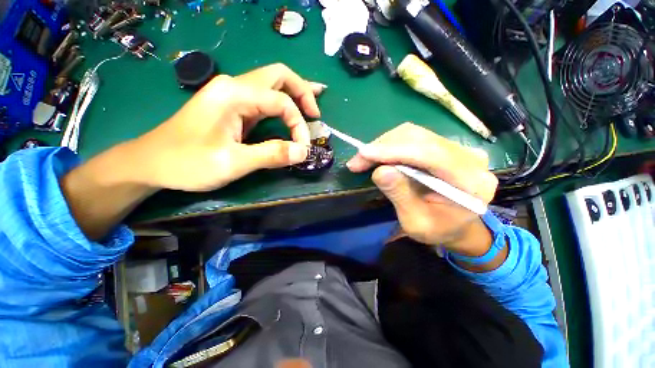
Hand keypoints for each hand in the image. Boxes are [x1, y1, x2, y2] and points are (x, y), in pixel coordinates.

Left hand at [61, 64, 323, 239]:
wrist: (151, 163)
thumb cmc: (187, 162)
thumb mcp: (232, 163)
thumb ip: (271, 155)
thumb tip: (303, 152)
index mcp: (234, 94)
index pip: (281, 102)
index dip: (298, 125)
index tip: (302, 149)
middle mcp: (234, 86)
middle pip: (279, 76)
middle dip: (303, 92)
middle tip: (316, 114)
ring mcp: (232, 95)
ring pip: (272, 83)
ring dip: (295, 93)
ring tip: (313, 105)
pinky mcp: (232, 107)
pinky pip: (264, 98)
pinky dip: (283, 103)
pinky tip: (292, 108)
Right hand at [346, 123, 497, 256]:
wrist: (457, 226)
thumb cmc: (437, 230)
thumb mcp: (415, 222)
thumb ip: (401, 195)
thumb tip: (380, 171)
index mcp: (470, 182)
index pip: (430, 154)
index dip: (394, 151)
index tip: (363, 154)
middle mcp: (469, 157)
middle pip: (420, 138)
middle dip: (383, 147)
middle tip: (357, 162)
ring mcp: (459, 149)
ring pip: (414, 135)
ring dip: (384, 145)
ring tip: (363, 160)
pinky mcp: (445, 147)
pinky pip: (414, 138)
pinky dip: (390, 146)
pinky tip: (377, 156)